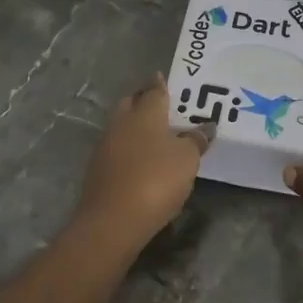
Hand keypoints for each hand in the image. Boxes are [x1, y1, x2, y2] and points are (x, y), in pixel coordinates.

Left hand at [75, 73, 207, 246]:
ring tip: (157, 137)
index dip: (161, 84)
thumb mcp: (187, 160)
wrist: (112, 221)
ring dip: (136, 128)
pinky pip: (118, 150)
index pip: (154, 90)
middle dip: (144, 102)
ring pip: (123, 127)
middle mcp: (121, 122)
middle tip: (164, 108)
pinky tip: (142, 162)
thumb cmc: (156, 180)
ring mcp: (105, 146)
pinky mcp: (98, 170)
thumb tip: (204, 127)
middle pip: (132, 104)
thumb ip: (195, 140)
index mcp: (144, 113)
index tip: (167, 81)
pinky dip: (130, 150)